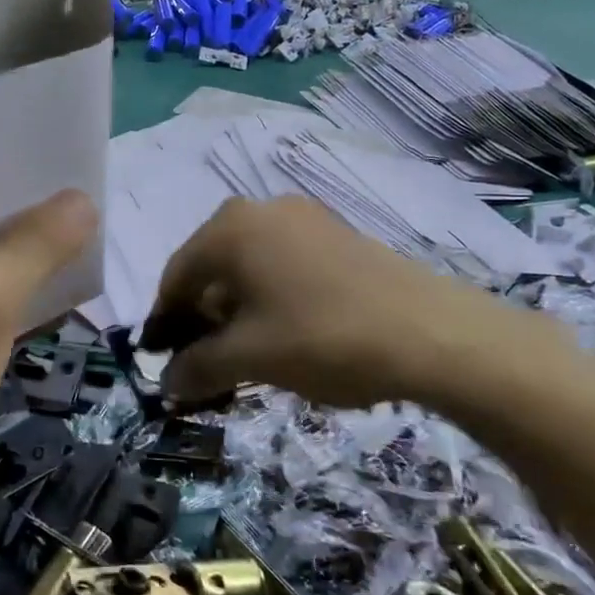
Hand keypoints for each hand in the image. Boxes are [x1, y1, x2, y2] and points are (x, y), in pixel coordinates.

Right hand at [140, 196, 570, 410]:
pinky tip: (282, 334)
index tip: (159, 361)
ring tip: (243, 355)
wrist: (434, 333)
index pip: (175, 276)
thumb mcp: (250, 357)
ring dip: (234, 312)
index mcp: (229, 229)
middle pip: (210, 269)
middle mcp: (260, 210)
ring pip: (248, 268)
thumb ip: (197, 367)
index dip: (162, 322)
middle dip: (199, 319)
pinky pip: (282, 265)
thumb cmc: (323, 337)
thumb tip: (166, 383)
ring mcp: (303, 219)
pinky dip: (269, 299)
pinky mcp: (336, 235)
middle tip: (202, 363)